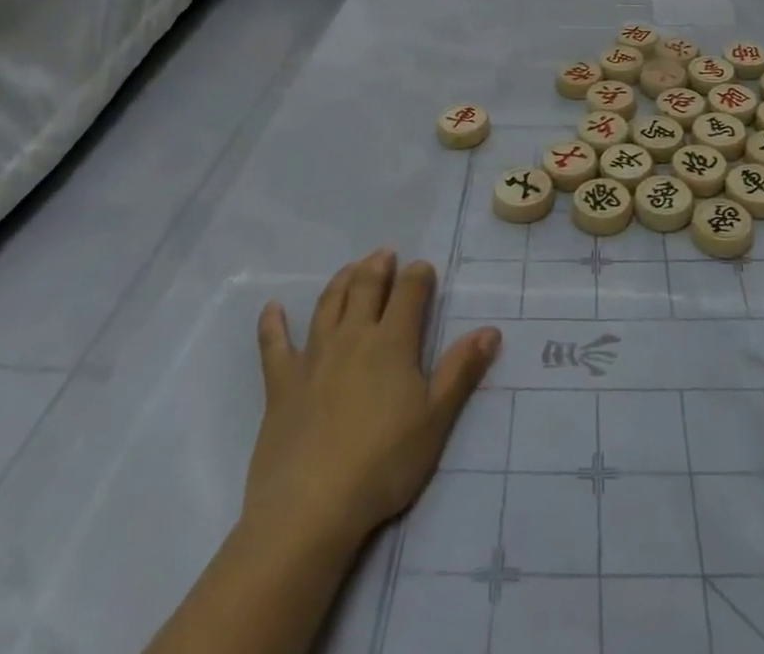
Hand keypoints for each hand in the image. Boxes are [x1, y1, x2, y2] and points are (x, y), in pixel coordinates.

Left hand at [244, 251, 500, 550]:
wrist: (310, 509)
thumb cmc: (383, 464)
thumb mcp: (435, 420)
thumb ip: (461, 371)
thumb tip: (491, 330)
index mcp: (392, 342)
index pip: (410, 292)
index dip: (418, 275)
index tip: (424, 268)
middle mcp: (353, 337)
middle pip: (366, 287)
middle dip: (379, 266)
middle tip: (385, 254)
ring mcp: (314, 357)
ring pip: (328, 304)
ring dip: (341, 280)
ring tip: (351, 267)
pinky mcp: (281, 384)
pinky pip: (274, 345)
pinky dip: (273, 324)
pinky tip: (273, 308)